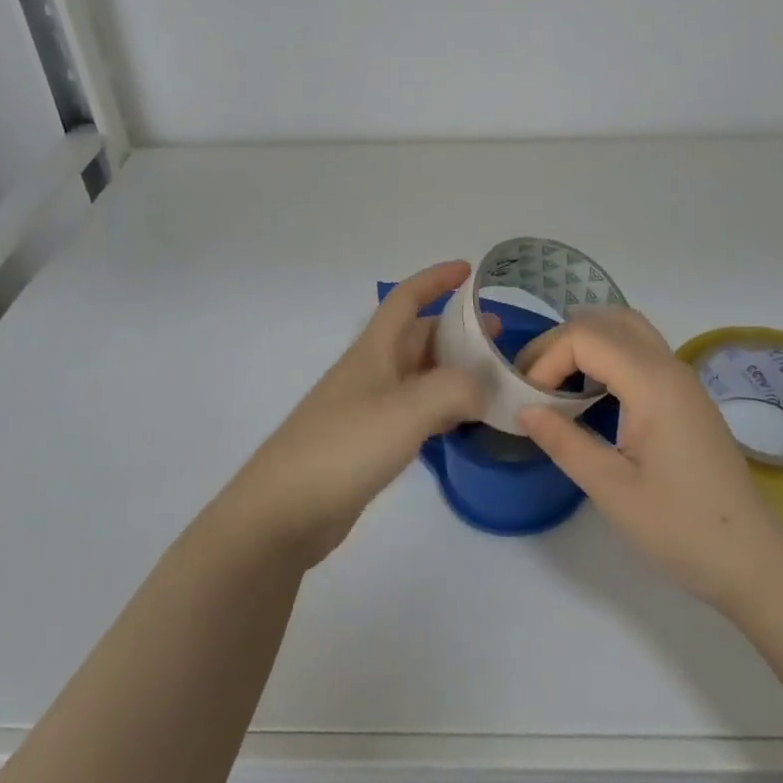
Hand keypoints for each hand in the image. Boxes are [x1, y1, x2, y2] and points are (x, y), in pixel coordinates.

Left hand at [227, 261, 488, 567]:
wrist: (284, 511)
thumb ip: (454, 389)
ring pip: (419, 376)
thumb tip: (482, 389)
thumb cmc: (344, 446)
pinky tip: (463, 423)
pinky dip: (443, 409)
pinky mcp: (369, 444)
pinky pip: (415, 413)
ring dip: (454, 371)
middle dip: (457, 331)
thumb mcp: (407, 409)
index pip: (406, 298)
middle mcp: (371, 372)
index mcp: (374, 350)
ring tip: (492, 381)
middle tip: (499, 339)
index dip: (436, 279)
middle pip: (417, 337)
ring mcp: (368, 409)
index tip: (470, 271)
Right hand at [517, 309, 782, 609]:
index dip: (547, 360)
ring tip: (556, 383)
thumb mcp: (610, 488)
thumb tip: (524, 409)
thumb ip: (564, 441)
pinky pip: (639, 351)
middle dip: (560, 343)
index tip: (529, 401)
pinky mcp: (685, 395)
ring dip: (585, 344)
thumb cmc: (679, 525)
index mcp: (652, 382)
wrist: (748, 556)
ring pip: (626, 329)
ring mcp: (681, 378)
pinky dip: (606, 356)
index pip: (585, 337)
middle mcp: (669, 365)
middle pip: (605, 321)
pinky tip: (590, 394)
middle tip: (533, 383)